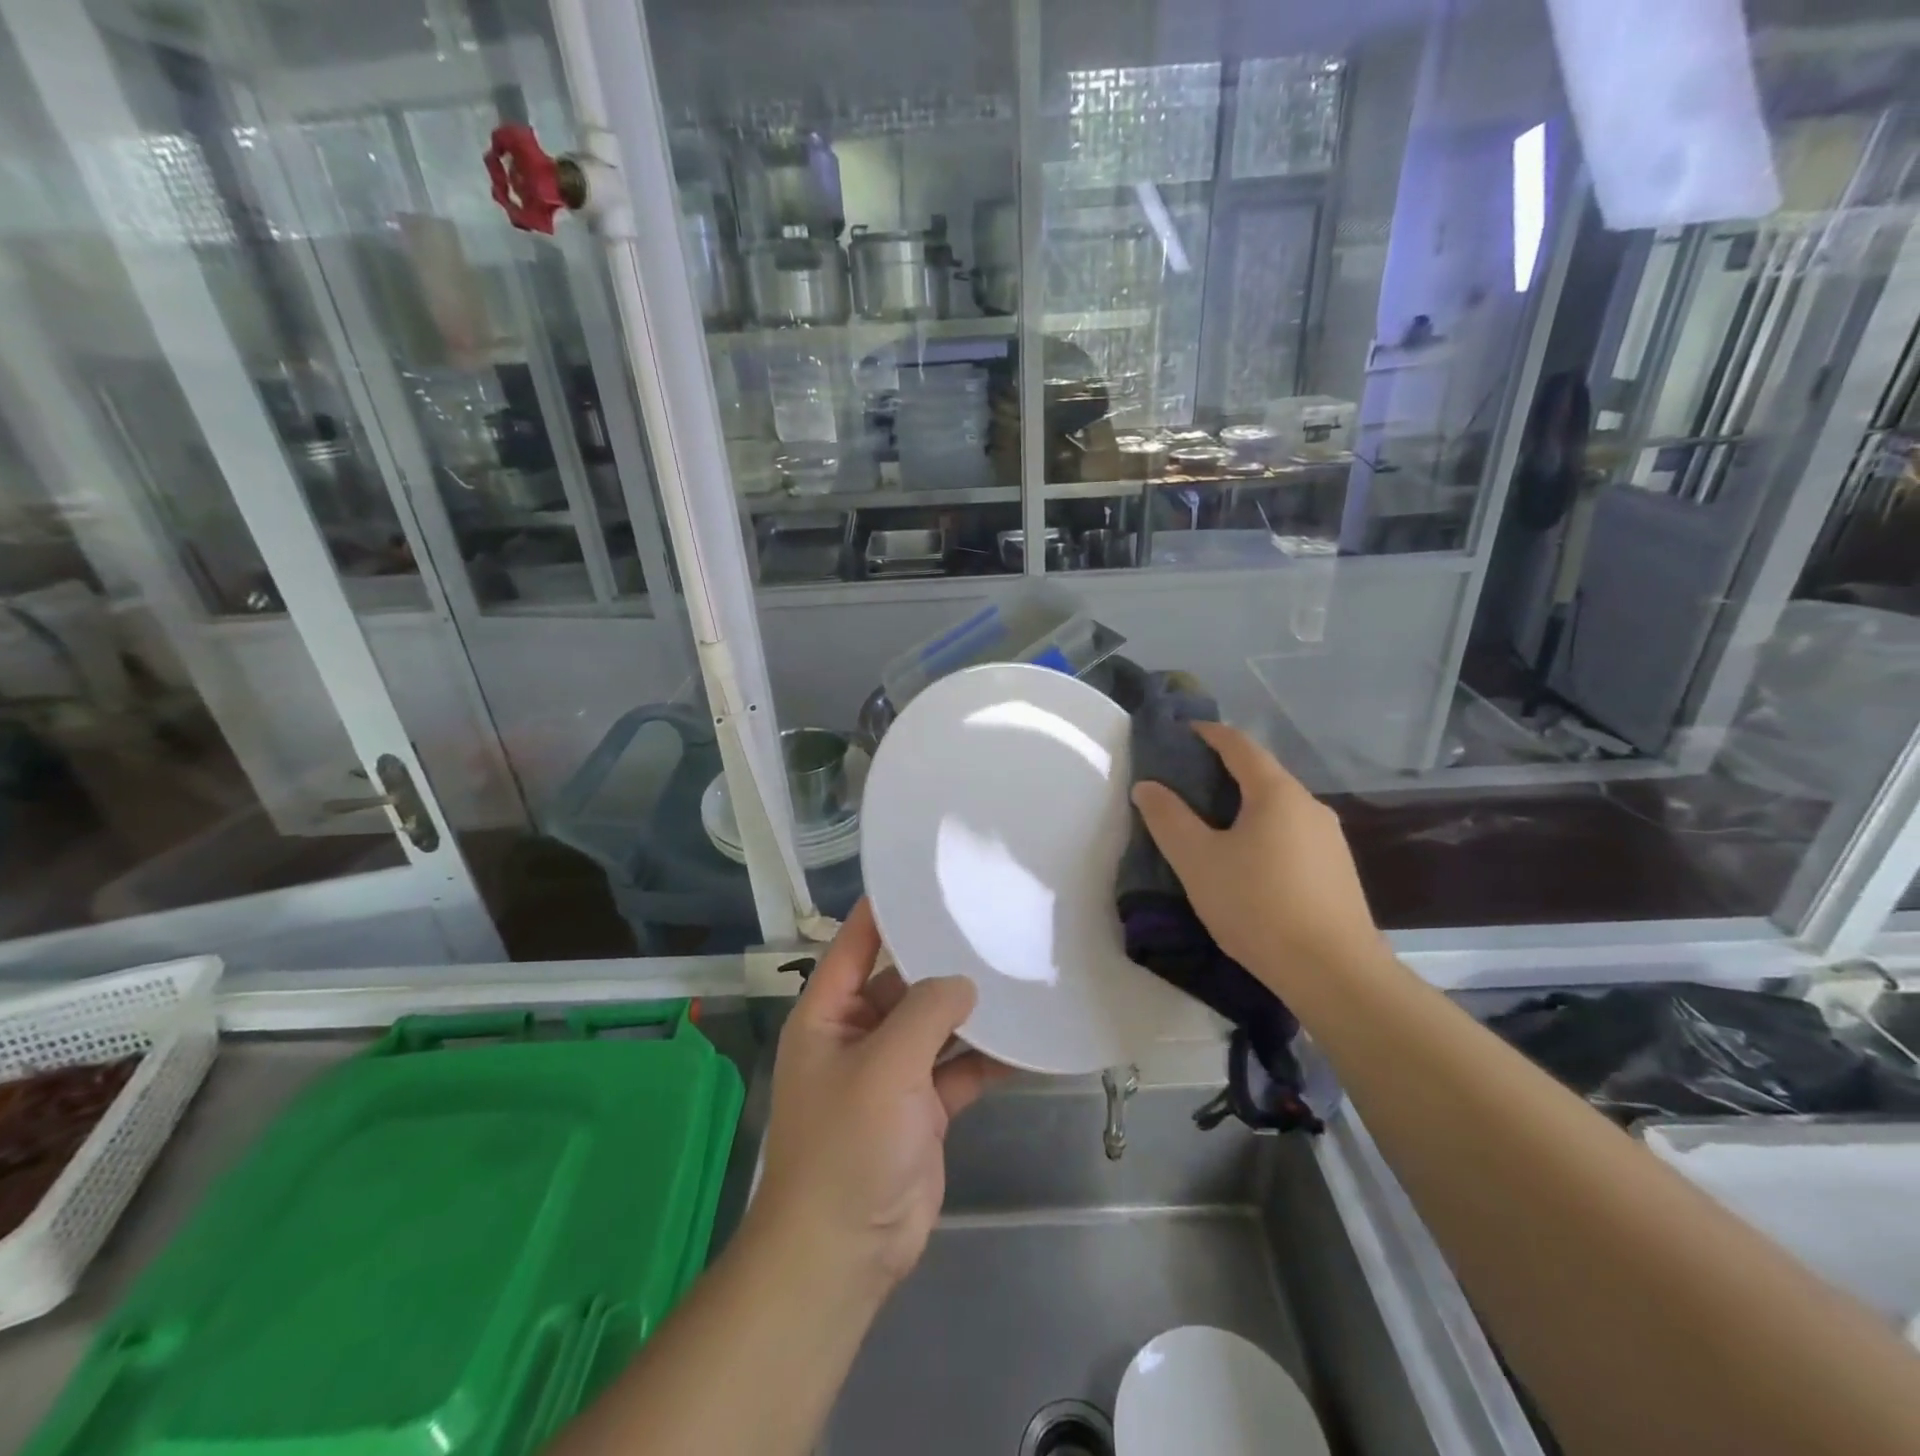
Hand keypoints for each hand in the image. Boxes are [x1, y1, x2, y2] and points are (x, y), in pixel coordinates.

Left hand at [752, 900, 1005, 1294]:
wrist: (845, 1252)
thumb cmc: (848, 1145)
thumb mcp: (884, 1066)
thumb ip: (926, 1012)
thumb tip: (965, 982)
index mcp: (829, 1013)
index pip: (856, 942)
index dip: (887, 907)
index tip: (930, 876)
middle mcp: (858, 1033)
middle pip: (903, 979)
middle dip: (942, 958)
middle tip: (992, 921)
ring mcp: (892, 1072)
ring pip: (935, 1025)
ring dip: (969, 1009)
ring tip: (1017, 971)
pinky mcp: (922, 1108)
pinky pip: (958, 1069)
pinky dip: (986, 1058)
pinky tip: (1027, 1040)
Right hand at [1130, 721, 1385, 988]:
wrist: (1334, 973)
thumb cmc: (1258, 906)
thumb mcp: (1197, 861)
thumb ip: (1168, 819)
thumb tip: (1147, 786)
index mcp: (1277, 793)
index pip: (1239, 745)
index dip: (1208, 733)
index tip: (1182, 733)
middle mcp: (1309, 806)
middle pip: (1262, 775)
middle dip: (1223, 772)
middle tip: (1186, 785)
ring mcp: (1330, 839)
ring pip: (1278, 808)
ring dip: (1245, 806)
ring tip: (1212, 827)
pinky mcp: (1338, 871)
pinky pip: (1293, 836)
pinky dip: (1264, 833)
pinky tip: (1249, 865)